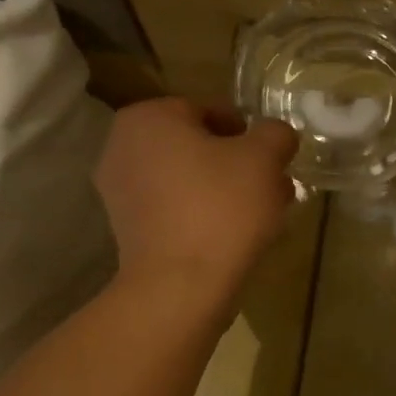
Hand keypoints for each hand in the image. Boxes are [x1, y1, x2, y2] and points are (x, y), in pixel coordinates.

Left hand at [95, 99, 298, 297]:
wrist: (181, 285)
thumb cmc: (222, 207)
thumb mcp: (265, 158)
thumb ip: (276, 134)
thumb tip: (276, 135)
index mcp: (149, 117)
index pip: (210, 110)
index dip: (249, 133)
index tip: (273, 159)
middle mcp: (123, 146)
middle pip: (198, 146)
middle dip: (237, 163)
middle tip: (272, 186)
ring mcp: (119, 190)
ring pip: (188, 179)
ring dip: (224, 189)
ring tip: (262, 214)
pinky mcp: (128, 229)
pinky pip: (175, 208)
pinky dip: (203, 214)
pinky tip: (234, 235)